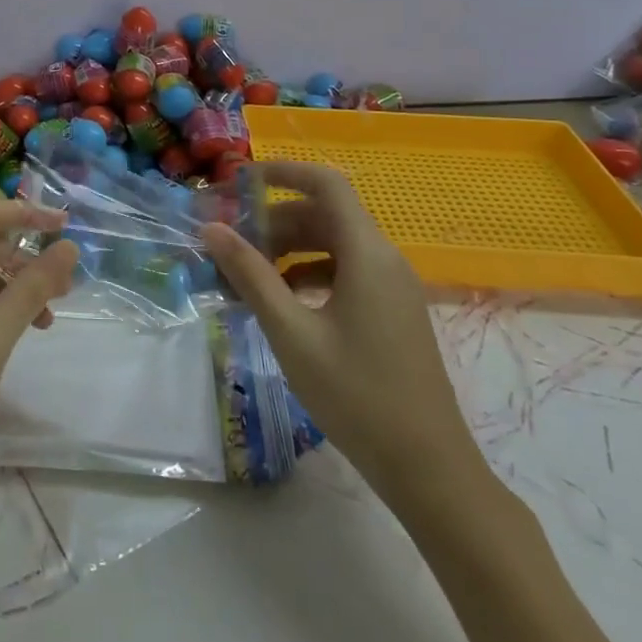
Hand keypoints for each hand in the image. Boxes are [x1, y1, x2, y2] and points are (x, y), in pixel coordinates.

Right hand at [201, 163, 479, 507]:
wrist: (429, 469)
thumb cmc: (357, 395)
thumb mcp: (292, 333)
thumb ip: (251, 275)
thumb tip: (212, 229)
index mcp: (366, 253)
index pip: (326, 184)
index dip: (283, 172)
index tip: (240, 182)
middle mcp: (383, 259)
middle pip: (324, 215)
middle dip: (273, 220)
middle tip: (230, 240)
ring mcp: (391, 287)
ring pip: (332, 245)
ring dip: (288, 249)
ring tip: (245, 274)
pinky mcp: (391, 312)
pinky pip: (344, 272)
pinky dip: (308, 274)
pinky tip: (280, 301)